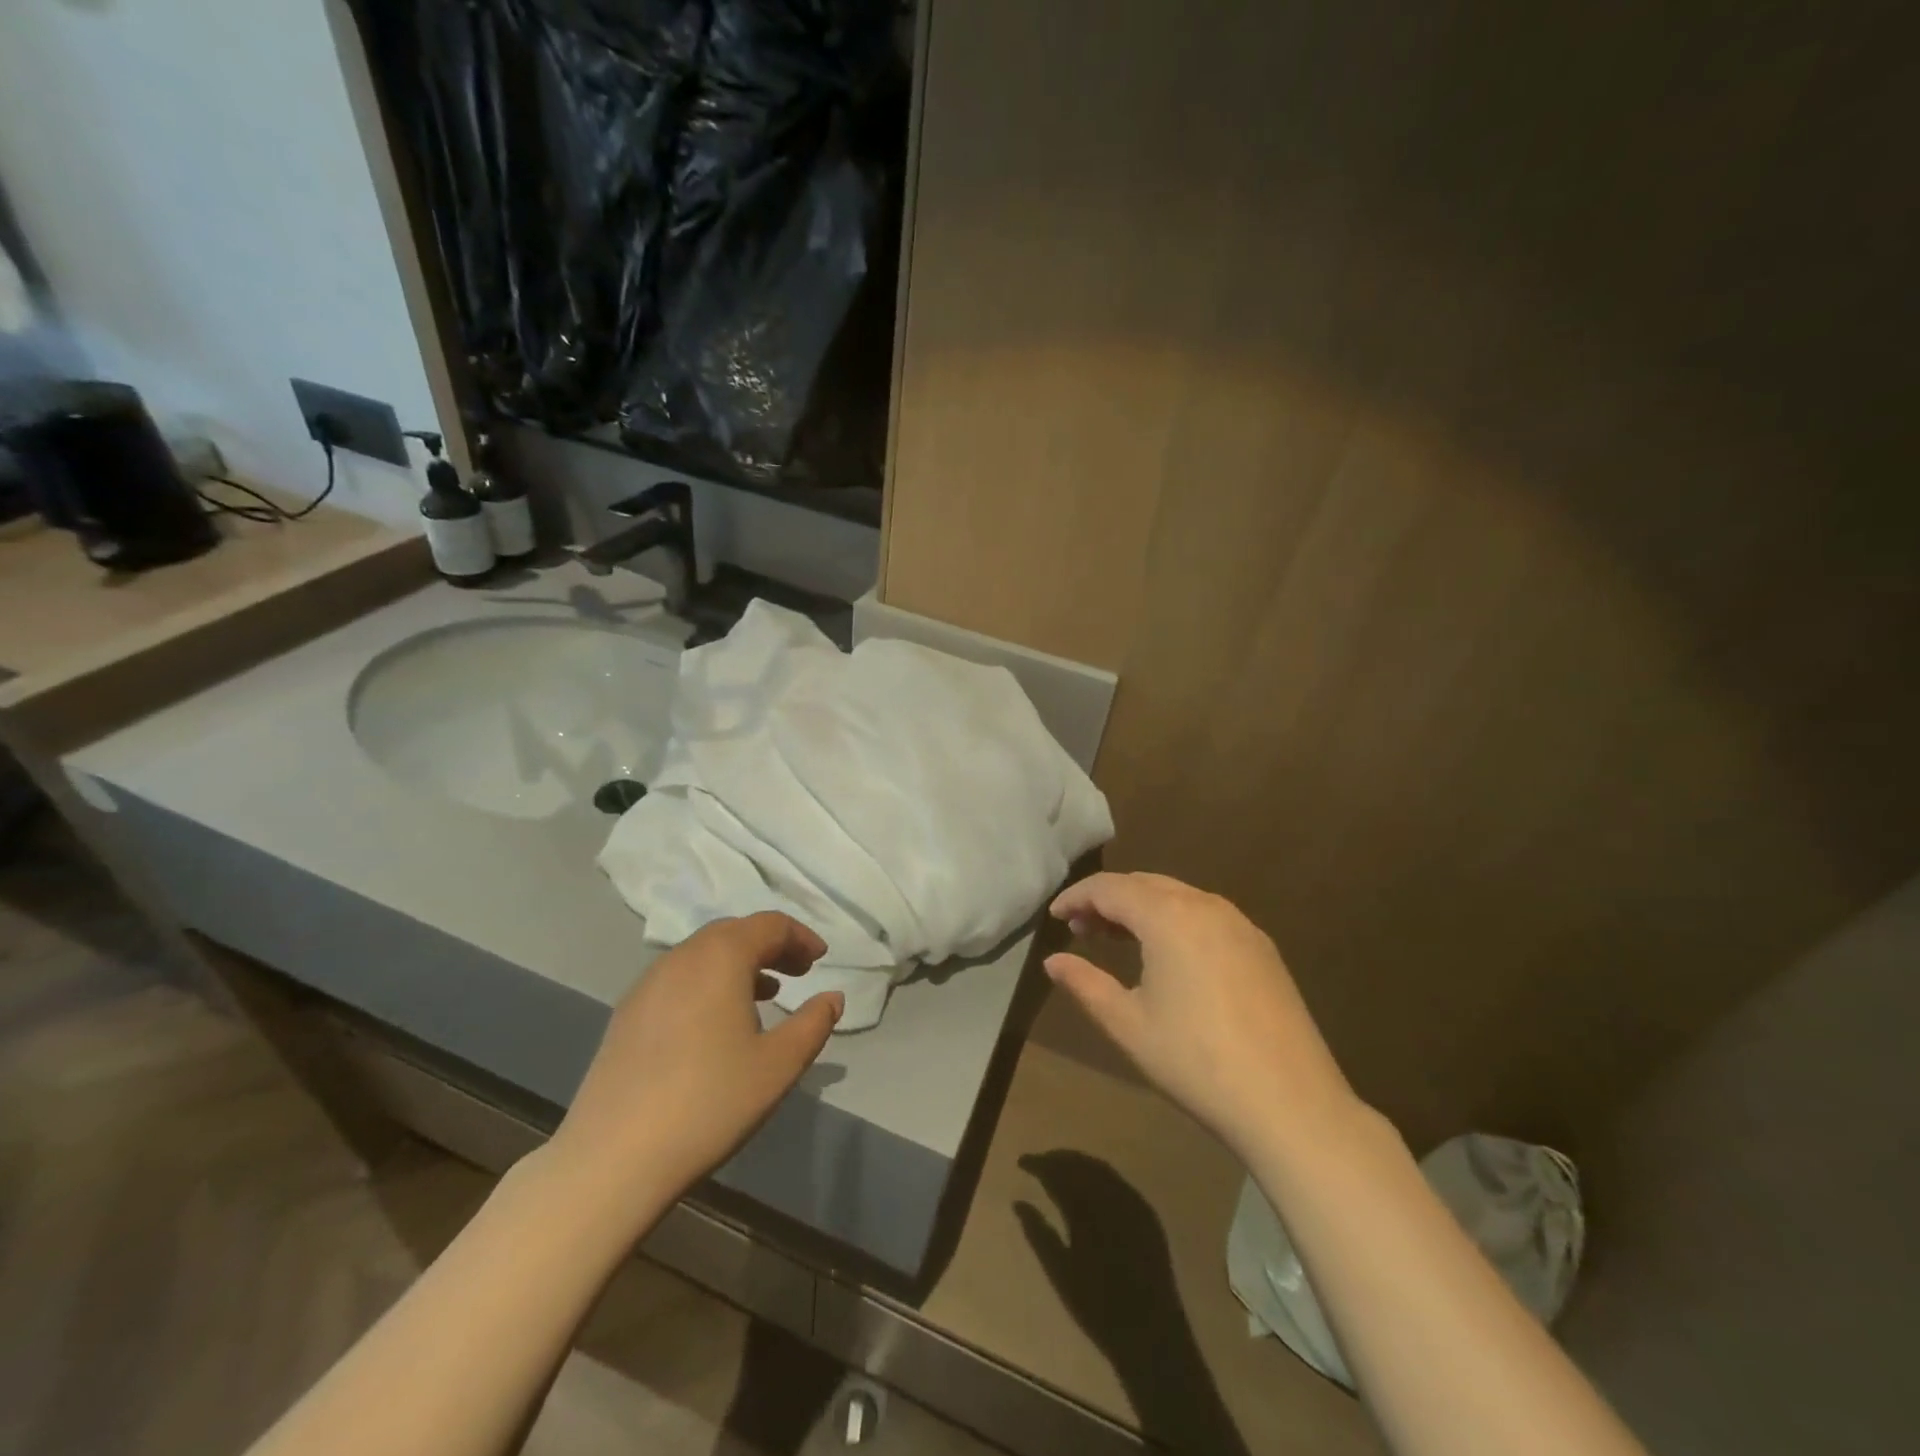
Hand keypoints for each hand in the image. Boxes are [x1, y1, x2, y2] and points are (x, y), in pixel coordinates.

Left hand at [546, 912, 843, 1214]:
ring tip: (765, 995)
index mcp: (720, 957)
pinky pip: (679, 979)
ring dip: (739, 964)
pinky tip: (717, 1024)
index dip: (801, 937)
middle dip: (771, 946)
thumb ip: (813, 1023)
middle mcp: (681, 958)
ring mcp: (647, 985)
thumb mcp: (779, 1065)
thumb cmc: (710, 1102)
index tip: (821, 960)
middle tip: (798, 972)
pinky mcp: (626, 1015)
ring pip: (703, 955)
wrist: (613, 1158)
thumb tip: (833, 997)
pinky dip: (709, 984)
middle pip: (734, 933)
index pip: (769, 925)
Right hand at [1045, 872, 1355, 1158]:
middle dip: (1108, 900)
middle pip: (1144, 884)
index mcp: (1168, 916)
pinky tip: (1167, 954)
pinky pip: (1205, 914)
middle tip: (1080, 928)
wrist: (1290, 1103)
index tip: (1054, 916)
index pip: (1110, 888)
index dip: (1077, 897)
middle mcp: (1205, 905)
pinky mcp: (1261, 947)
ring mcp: (1239, 923)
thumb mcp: (1128, 1025)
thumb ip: (1085, 984)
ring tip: (1116, 938)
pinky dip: (1174, 919)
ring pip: (1177, 896)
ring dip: (1141, 908)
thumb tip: (1053, 961)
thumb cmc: (1195, 1062)